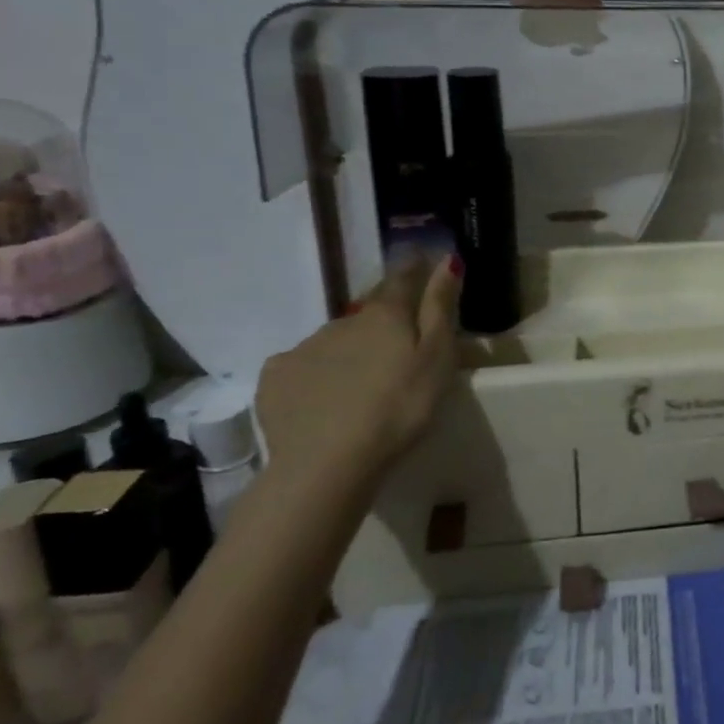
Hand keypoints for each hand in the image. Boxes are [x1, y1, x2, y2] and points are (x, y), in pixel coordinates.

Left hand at [255, 255, 462, 478]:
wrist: (327, 464)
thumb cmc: (399, 408)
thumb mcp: (437, 358)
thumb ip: (440, 306)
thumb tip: (448, 259)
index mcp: (385, 314)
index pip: (402, 277)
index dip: (414, 268)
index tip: (423, 262)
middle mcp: (343, 320)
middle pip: (368, 311)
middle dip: (382, 318)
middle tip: (396, 344)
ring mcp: (304, 347)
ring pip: (335, 339)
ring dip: (350, 348)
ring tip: (361, 381)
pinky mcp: (275, 378)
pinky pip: (302, 365)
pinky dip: (316, 373)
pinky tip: (323, 397)